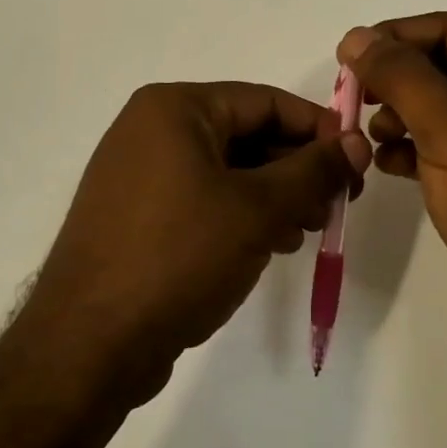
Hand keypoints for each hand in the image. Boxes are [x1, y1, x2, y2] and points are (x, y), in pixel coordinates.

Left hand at [25, 82, 370, 403]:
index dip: (318, 128)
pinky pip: (202, 198)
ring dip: (274, 195)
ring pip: (226, 170)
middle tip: (337, 204)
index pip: (264, 101)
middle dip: (297, 168)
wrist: (89, 346)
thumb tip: (357, 141)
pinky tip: (271, 244)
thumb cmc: (179, 257)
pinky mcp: (136, 215)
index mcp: (174, 108)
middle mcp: (151, 130)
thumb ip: (313, 170)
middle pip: (245, 134)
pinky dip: (241, 214)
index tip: (357, 161)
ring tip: (308, 229)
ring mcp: (138, 174)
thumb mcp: (258, 209)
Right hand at [337, 13, 446, 361]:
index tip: (349, 55)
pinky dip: (411, 147)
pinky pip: (443, 146)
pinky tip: (387, 164)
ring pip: (439, 108)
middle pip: (444, 67)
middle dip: (396, 79)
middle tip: (352, 97)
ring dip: (399, 113)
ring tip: (372, 135)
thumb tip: (356, 36)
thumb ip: (400, 75)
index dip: (397, 35)